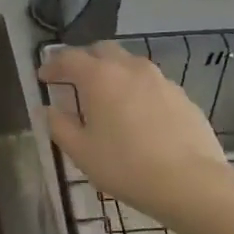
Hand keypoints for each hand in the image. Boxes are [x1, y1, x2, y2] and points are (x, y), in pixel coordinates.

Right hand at [39, 42, 232, 220]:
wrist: (190, 183)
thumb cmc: (125, 166)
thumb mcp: (81, 152)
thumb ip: (59, 126)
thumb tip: (49, 110)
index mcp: (100, 77)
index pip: (69, 58)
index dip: (52, 65)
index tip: (43, 77)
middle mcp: (130, 68)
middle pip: (103, 51)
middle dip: (85, 60)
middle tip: (75, 80)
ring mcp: (161, 80)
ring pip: (131, 65)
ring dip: (114, 74)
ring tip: (108, 98)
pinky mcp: (183, 97)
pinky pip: (153, 85)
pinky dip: (138, 91)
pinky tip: (139, 116)